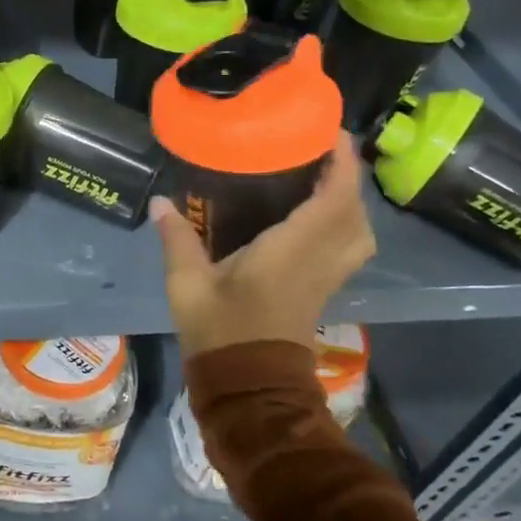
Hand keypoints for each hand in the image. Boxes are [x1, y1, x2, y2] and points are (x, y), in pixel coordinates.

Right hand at [151, 133, 375, 356]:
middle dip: (347, 176)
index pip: (332, 201)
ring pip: (360, 232)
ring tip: (323, 180)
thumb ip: (178, 239)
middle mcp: (318, 261)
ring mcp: (326, 278)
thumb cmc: (220, 332)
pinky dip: (346, 224)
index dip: (341, 165)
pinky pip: (350, 249)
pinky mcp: (323, 290)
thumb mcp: (188, 285)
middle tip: (322, 150)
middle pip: (354, 212)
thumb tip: (160, 201)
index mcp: (290, 252)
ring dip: (350, 201)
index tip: (331, 133)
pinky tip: (318, 217)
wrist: (248, 387)